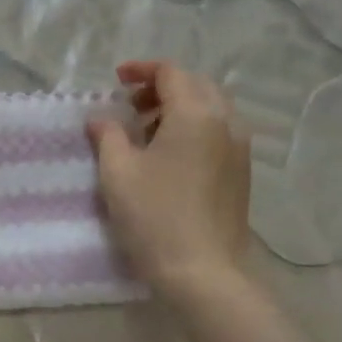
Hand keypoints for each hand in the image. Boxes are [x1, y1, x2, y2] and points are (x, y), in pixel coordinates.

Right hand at [87, 60, 251, 298]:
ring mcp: (239, 148)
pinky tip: (169, 154)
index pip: (171, 73)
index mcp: (195, 114)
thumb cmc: (154, 216)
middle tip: (131, 105)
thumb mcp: (117, 172)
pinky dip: (194, 127)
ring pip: (211, 108)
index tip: (116, 80)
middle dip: (162, 87)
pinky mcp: (241, 172)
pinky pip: (219, 131)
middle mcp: (225, 122)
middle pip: (196, 85)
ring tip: (147, 130)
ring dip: (179, 107)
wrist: (202, 270)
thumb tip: (101, 118)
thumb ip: (108, 135)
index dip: (141, 70)